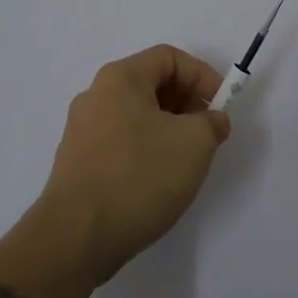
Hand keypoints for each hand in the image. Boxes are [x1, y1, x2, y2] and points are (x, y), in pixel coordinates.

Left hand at [38, 45, 230, 284]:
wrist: (75, 239)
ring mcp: (82, 131)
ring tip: (187, 160)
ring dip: (169, 128)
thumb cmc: (138, 176)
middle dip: (187, 103)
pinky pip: (122, 142)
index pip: (169, 57)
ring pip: (137, 115)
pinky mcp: (78, 164)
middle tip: (208, 132)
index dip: (202, 75)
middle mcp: (96, 96)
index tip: (222, 106)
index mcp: (120, 78)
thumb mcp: (194, 143)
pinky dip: (147, 150)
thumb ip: (212, 122)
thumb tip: (212, 121)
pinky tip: (159, 181)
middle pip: (151, 84)